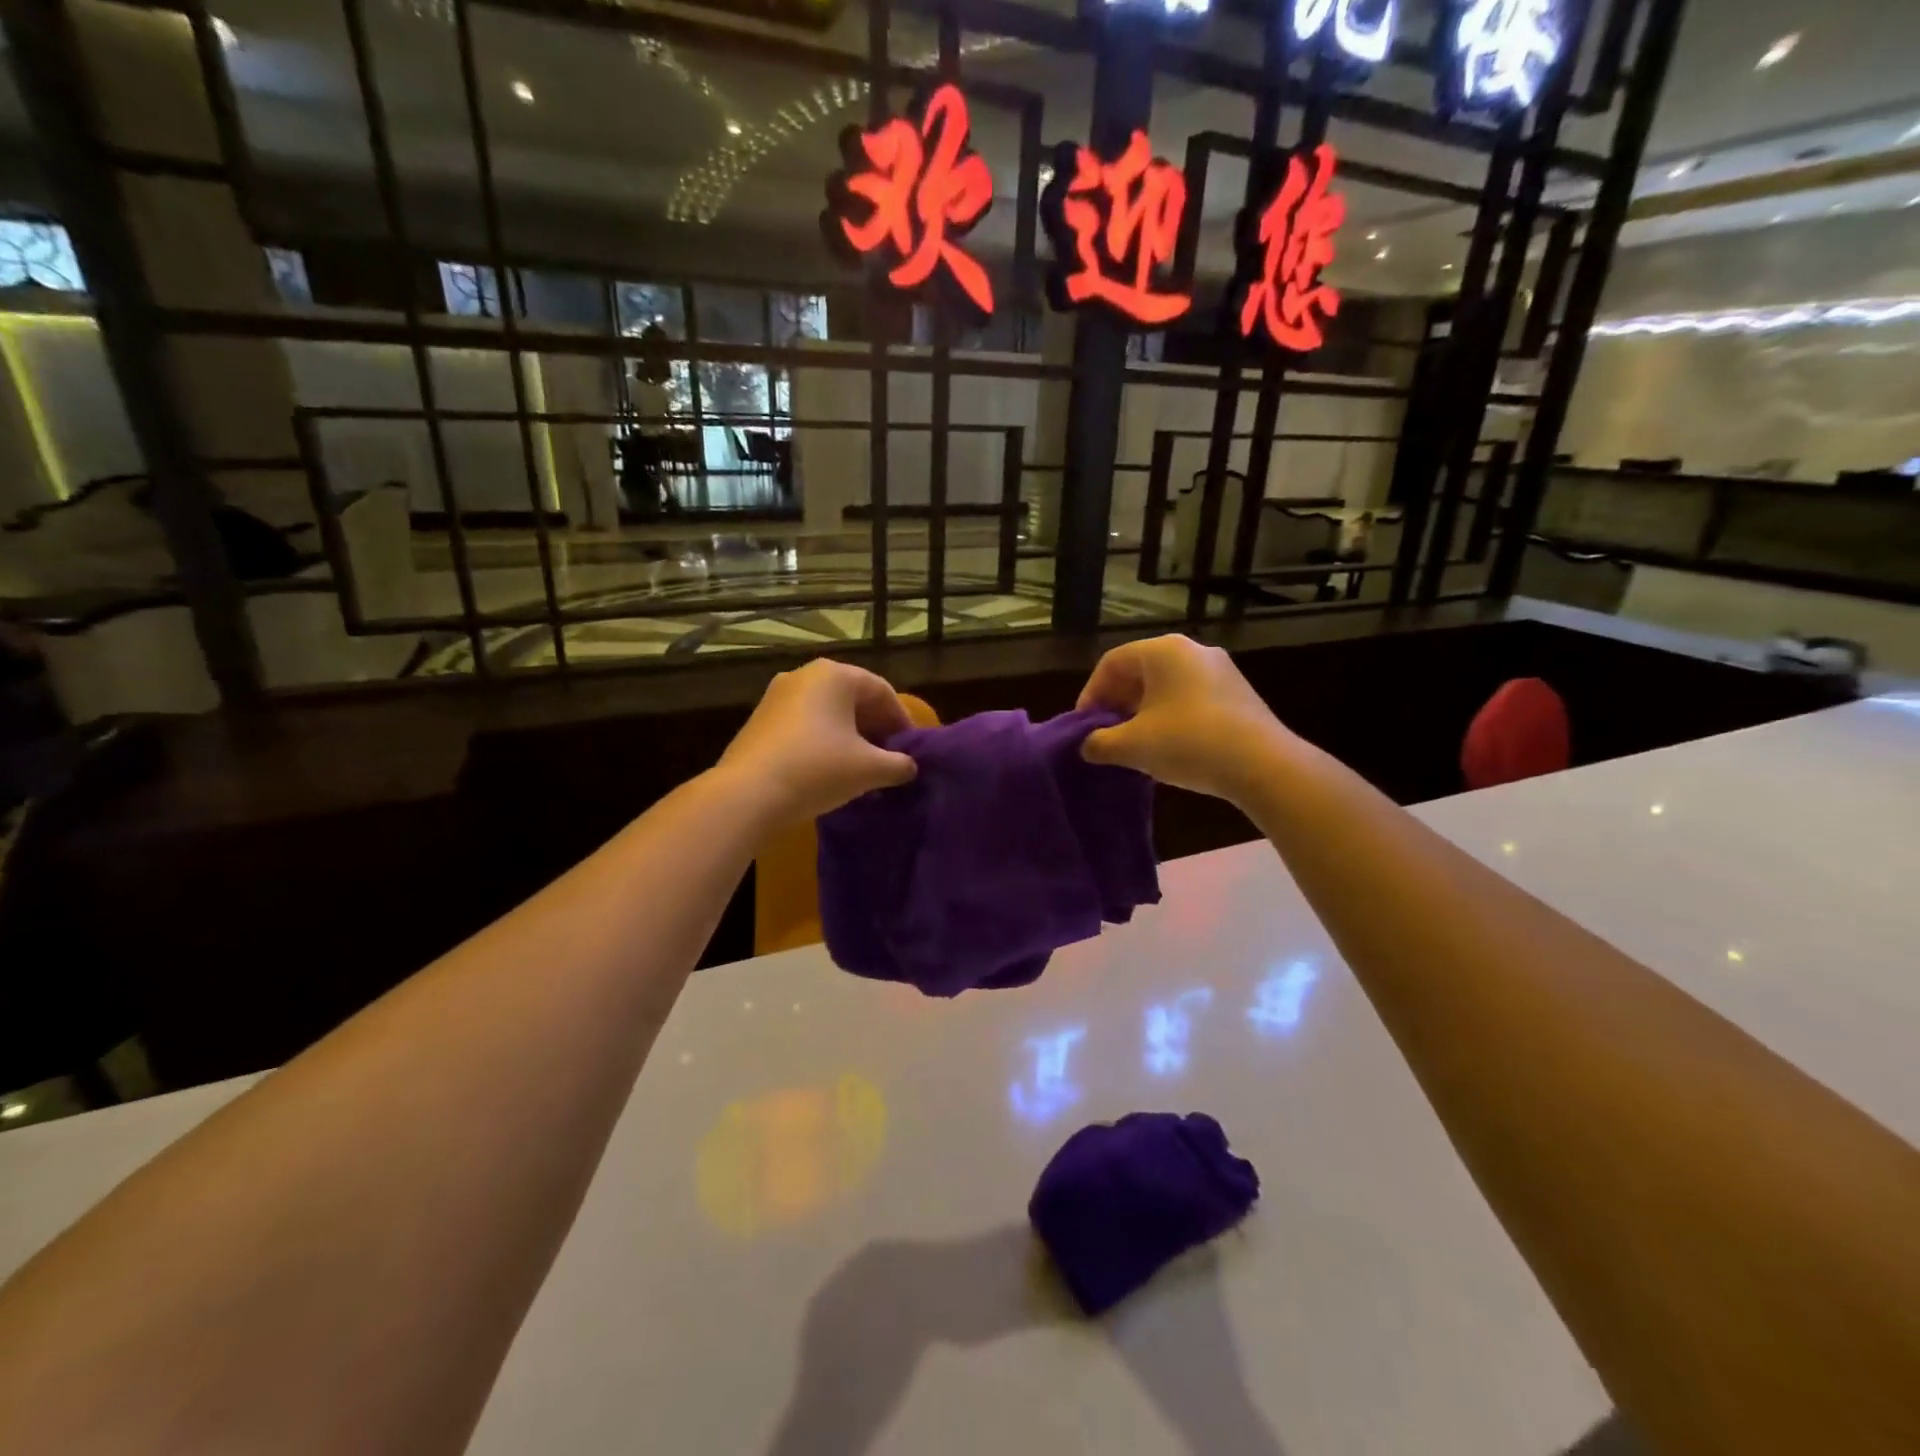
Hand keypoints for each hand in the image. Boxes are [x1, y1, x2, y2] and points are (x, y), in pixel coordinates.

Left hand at [720, 659, 917, 823]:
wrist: (746, 795)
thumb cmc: (817, 769)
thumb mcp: (869, 769)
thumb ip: (898, 765)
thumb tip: (909, 767)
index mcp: (834, 675)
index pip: (881, 691)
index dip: (902, 721)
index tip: (911, 750)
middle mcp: (804, 675)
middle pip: (853, 698)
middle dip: (875, 728)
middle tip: (889, 758)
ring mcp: (776, 696)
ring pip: (826, 712)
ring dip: (849, 737)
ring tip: (862, 767)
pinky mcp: (759, 721)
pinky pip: (804, 725)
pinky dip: (823, 742)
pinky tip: (829, 770)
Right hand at [1077, 635, 1288, 802]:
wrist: (1263, 765)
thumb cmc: (1188, 743)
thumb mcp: (1133, 746)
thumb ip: (1100, 743)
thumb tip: (1087, 746)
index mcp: (1163, 651)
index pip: (1112, 662)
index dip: (1091, 694)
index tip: (1084, 726)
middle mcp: (1193, 650)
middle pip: (1140, 671)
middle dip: (1117, 703)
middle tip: (1106, 734)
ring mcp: (1220, 670)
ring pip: (1167, 686)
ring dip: (1143, 712)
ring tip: (1134, 744)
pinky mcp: (1238, 694)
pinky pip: (1191, 697)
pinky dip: (1170, 716)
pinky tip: (1168, 747)